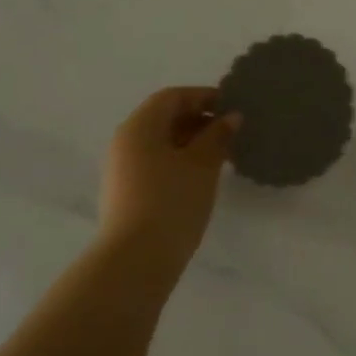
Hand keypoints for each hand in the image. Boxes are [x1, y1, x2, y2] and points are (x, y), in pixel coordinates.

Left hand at [97, 87, 239, 264]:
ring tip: (223, 155)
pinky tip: (203, 177)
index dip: (204, 97)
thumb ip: (218, 136)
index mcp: (139, 127)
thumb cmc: (172, 200)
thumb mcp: (203, 164)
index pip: (172, 97)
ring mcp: (122, 169)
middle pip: (164, 118)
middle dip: (199, 120)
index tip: (233, 106)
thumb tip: (230, 117)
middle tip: (233, 132)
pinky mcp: (127, 192)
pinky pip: (156, 164)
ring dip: (192, 142)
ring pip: (161, 143)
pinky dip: (180, 161)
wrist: (137, 258)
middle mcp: (125, 142)